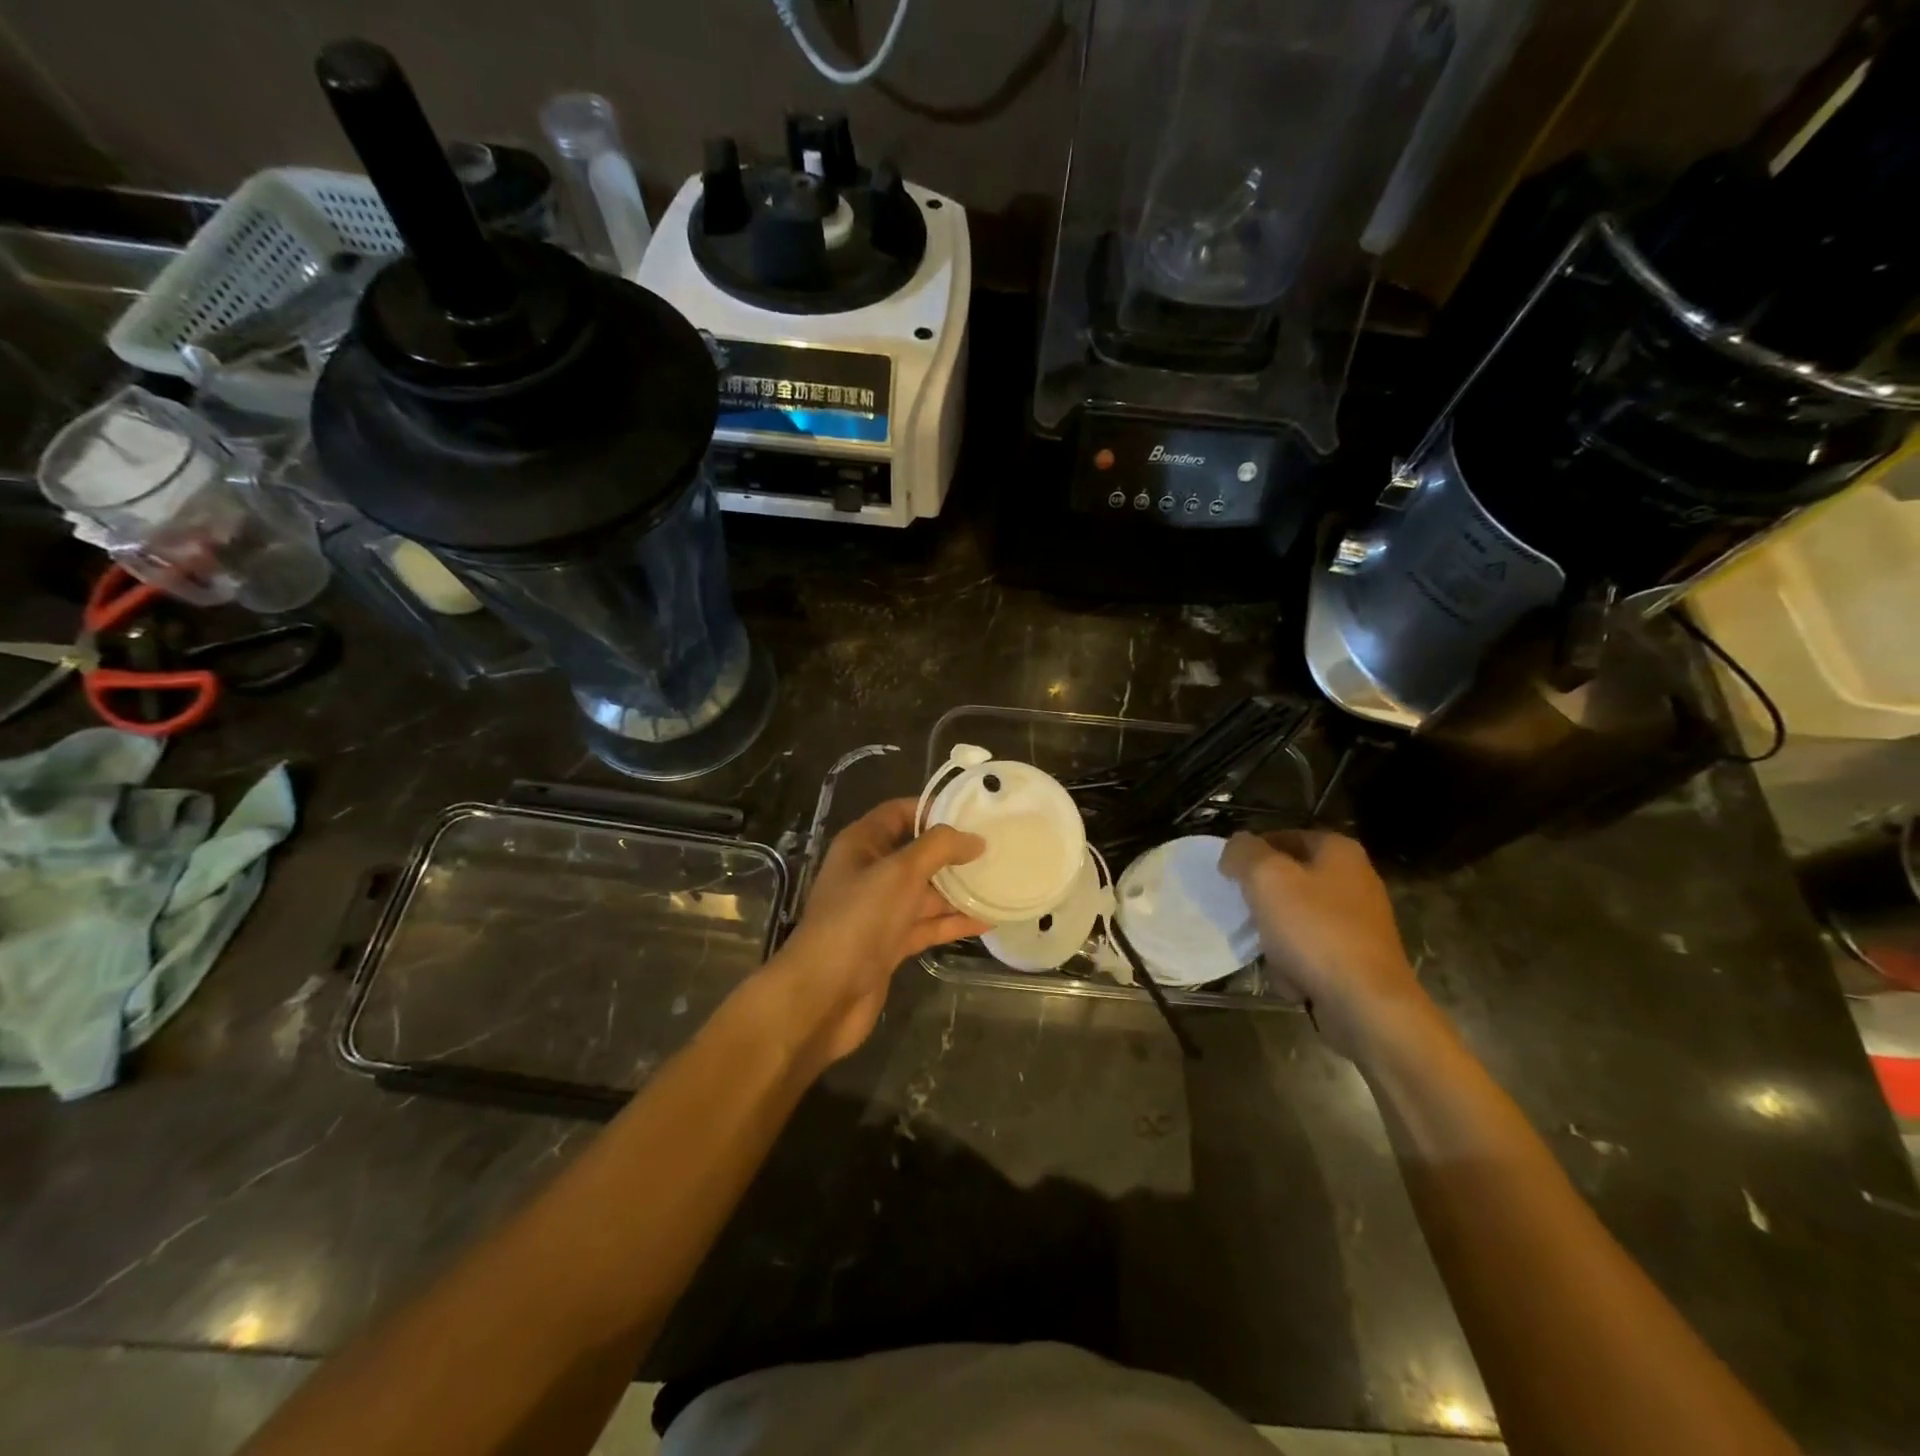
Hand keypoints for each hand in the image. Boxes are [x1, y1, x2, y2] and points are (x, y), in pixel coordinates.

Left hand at [768, 799, 986, 1065]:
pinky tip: (988, 919)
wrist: (823, 995)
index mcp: (862, 845)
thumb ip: (938, 848)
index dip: (933, 809)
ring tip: (1001, 882)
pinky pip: (927, 924)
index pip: (899, 812)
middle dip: (953, 852)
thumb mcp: (899, 873)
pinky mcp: (890, 944)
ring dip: (959, 889)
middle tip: (998, 847)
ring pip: (925, 892)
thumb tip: (974, 839)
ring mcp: (880, 911)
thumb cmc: (858, 920)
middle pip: (917, 853)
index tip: (975, 812)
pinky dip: (953, 922)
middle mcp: (870, 873)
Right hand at [1219, 829, 1427, 1060]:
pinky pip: (1313, 947)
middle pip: (1289, 877)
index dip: (1250, 853)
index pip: (1281, 836)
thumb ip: (1243, 852)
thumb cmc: (1314, 930)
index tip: (1229, 876)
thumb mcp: (1266, 878)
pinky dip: (1297, 959)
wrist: (1366, 1004)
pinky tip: (1291, 975)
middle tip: (1246, 912)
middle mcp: (1355, 878)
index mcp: (1338, 850)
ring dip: (1276, 933)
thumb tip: (1236, 848)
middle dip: (1263, 898)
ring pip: (1297, 914)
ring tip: (1268, 950)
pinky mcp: (1359, 955)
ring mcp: (1360, 920)